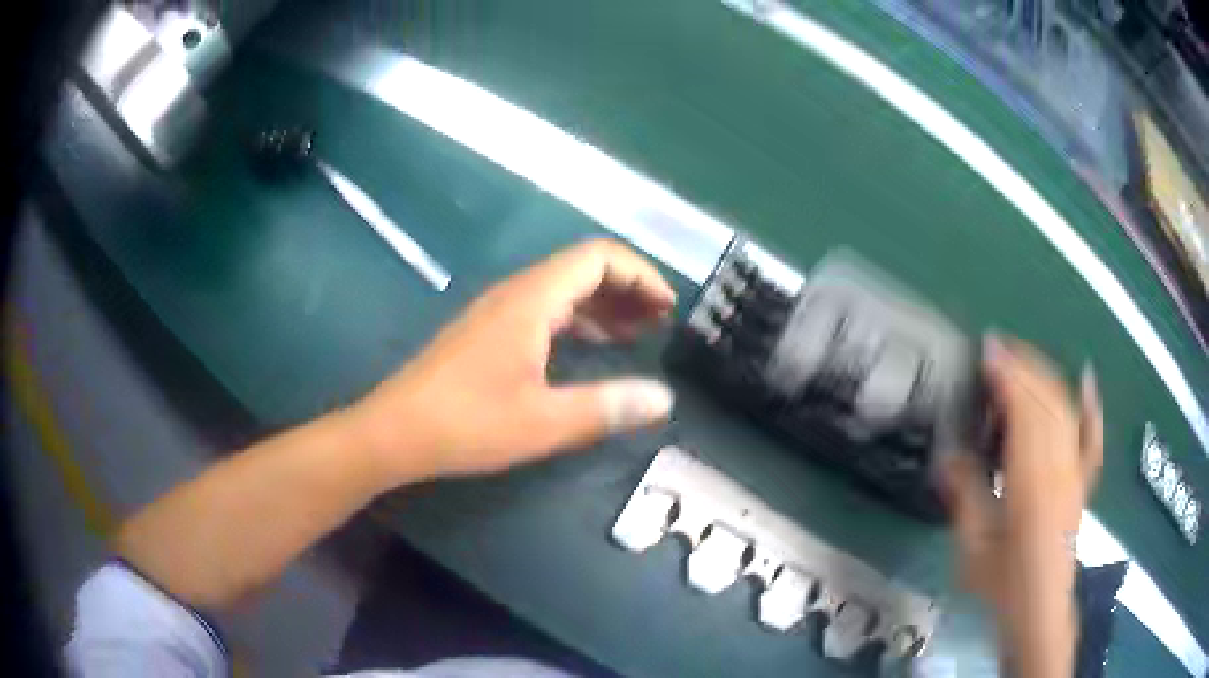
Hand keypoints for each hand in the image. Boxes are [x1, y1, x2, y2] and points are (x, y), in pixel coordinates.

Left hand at [351, 240, 677, 482]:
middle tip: (661, 321)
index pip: (598, 257)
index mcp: (531, 300)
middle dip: (628, 288)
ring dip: (604, 304)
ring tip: (638, 333)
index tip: (667, 308)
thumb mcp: (544, 422)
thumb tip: (664, 399)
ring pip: (563, 290)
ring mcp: (498, 312)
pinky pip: (545, 310)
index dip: (641, 274)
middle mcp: (515, 294)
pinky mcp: (487, 333)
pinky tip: (592, 347)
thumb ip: (607, 407)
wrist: (395, 432)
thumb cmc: (467, 424)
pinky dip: (578, 320)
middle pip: (582, 268)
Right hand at [942, 335, 1101, 677]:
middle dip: (1023, 366)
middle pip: (1047, 399)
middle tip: (996, 349)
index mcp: (1032, 480)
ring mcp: (1076, 470)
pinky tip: (1087, 380)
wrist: (1039, 607)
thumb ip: (965, 495)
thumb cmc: (1003, 583)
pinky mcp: (1083, 479)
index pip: (1024, 411)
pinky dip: (1091, 405)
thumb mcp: (973, 545)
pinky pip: (1091, 436)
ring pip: (1066, 408)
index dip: (1007, 376)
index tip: (987, 353)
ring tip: (1021, 360)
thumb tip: (947, 454)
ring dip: (1044, 377)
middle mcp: (1060, 465)